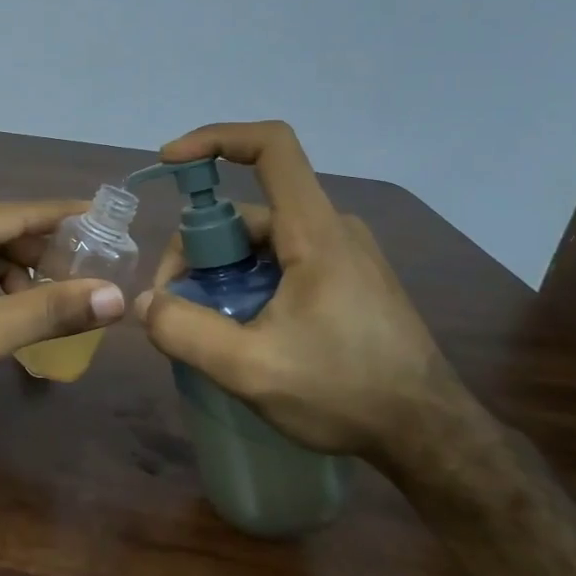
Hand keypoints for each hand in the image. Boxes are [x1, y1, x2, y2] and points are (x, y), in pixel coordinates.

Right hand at [135, 121, 482, 463]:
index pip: (271, 147)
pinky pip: (282, 262)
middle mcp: (332, 230)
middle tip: (173, 303)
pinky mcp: (349, 280)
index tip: (169, 162)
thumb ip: (185, 332)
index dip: (215, 139)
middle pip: (247, 212)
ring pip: (261, 242)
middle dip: (197, 249)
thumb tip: (144, 303)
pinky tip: (239, 330)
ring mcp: (344, 255)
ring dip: (220, 273)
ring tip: (204, 327)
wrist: (430, 437)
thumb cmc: (345, 394)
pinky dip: (247, 283)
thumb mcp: (250, 370)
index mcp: (316, 233)